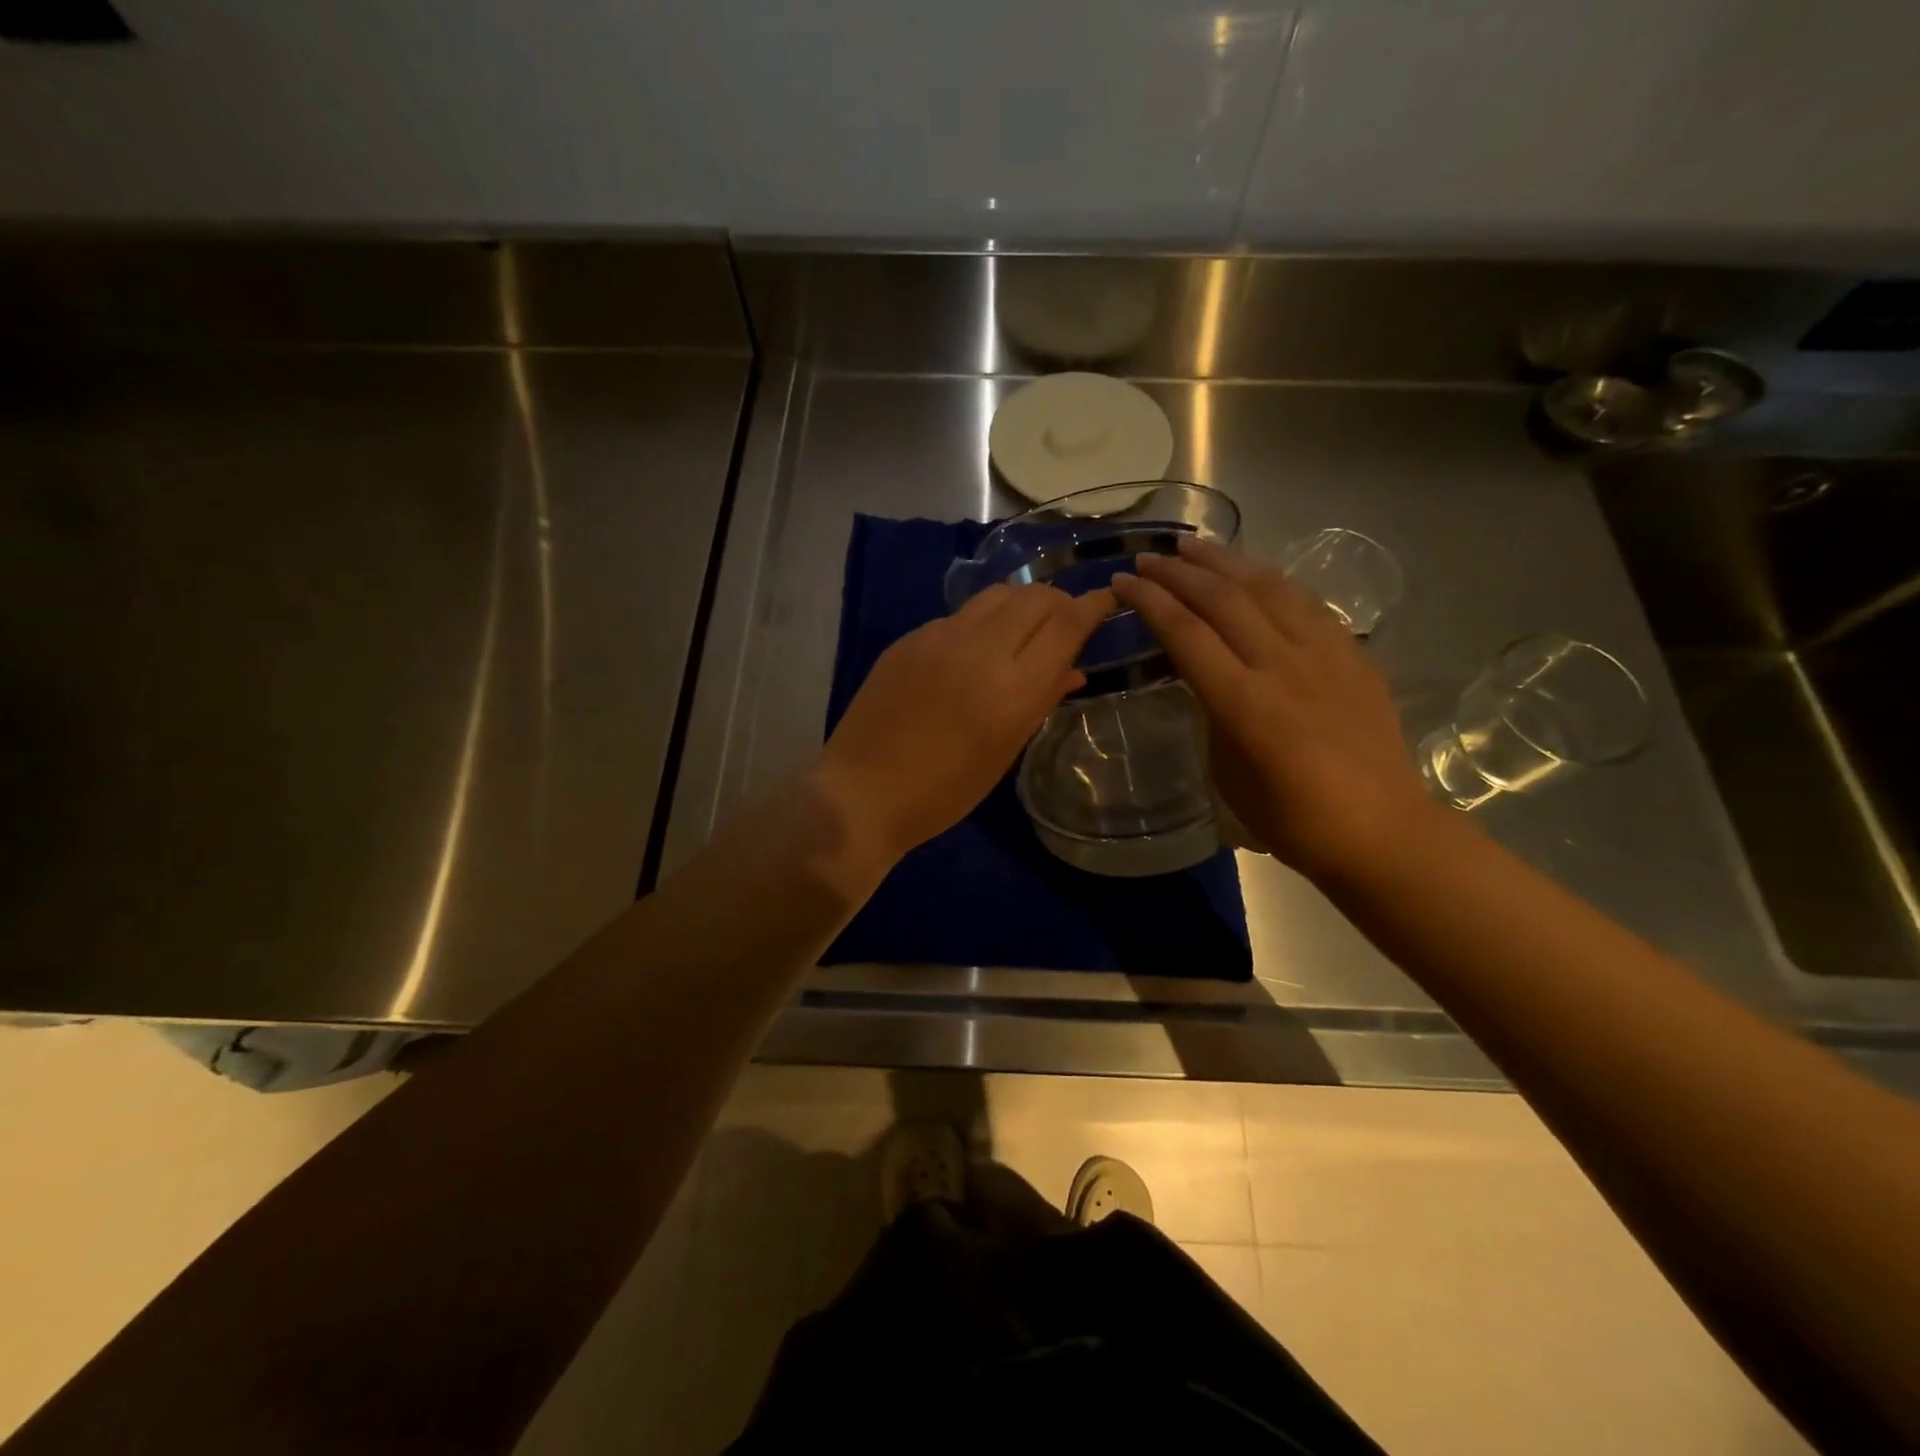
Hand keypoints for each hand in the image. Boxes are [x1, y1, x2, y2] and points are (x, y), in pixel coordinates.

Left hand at [811, 582, 1115, 873]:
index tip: (1106, 599)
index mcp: (1011, 687)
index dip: (1092, 606)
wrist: (862, 791)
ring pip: (996, 595)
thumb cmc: (943, 791)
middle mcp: (978, 648)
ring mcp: (938, 637)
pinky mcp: (909, 638)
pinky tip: (976, 650)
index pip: (1065, 623)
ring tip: (1025, 628)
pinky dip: (982, 621)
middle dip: (1059, 601)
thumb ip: (1040, 703)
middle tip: (1065, 621)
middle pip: (1034, 596)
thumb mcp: (1003, 753)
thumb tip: (1073, 670)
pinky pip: (960, 615)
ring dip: (1021, 603)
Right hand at [1111, 538, 1437, 882]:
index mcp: (1242, 702)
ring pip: (1267, 587)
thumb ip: (1213, 716)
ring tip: (1194, 546)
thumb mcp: (1227, 774)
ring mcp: (1324, 654)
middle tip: (1150, 557)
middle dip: (1178, 572)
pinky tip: (1254, 574)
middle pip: (1222, 598)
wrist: (1381, 830)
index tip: (1122, 582)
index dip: (1149, 601)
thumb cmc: (1292, 819)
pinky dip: (1271, 580)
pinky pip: (1306, 602)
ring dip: (1225, 561)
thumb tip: (1208, 682)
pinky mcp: (1352, 655)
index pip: (1185, 632)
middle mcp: (1281, 664)